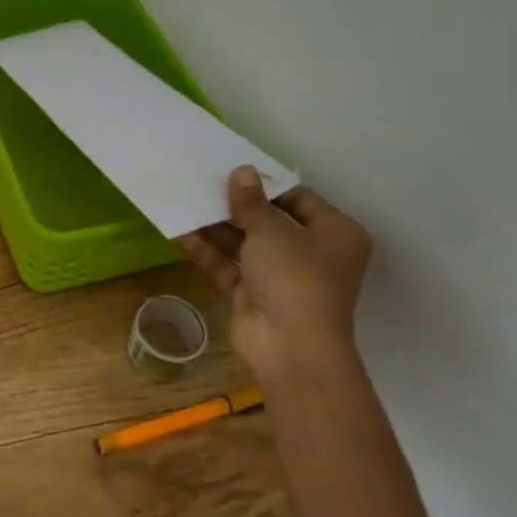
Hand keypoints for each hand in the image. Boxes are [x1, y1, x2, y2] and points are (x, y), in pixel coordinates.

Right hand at [180, 166, 372, 387]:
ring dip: (217, 226)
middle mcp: (312, 253)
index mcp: (335, 233)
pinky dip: (209, 250)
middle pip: (269, 221)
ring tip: (186, 201)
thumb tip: (241, 171)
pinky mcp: (254, 294)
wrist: (290, 346)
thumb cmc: (295, 276)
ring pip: (246, 243)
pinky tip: (181, 232)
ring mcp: (281, 276)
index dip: (266, 185)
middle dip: (236, 206)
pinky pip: (229, 265)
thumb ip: (251, 201)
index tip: (233, 170)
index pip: (299, 199)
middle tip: (204, 182)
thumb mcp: (271, 229)